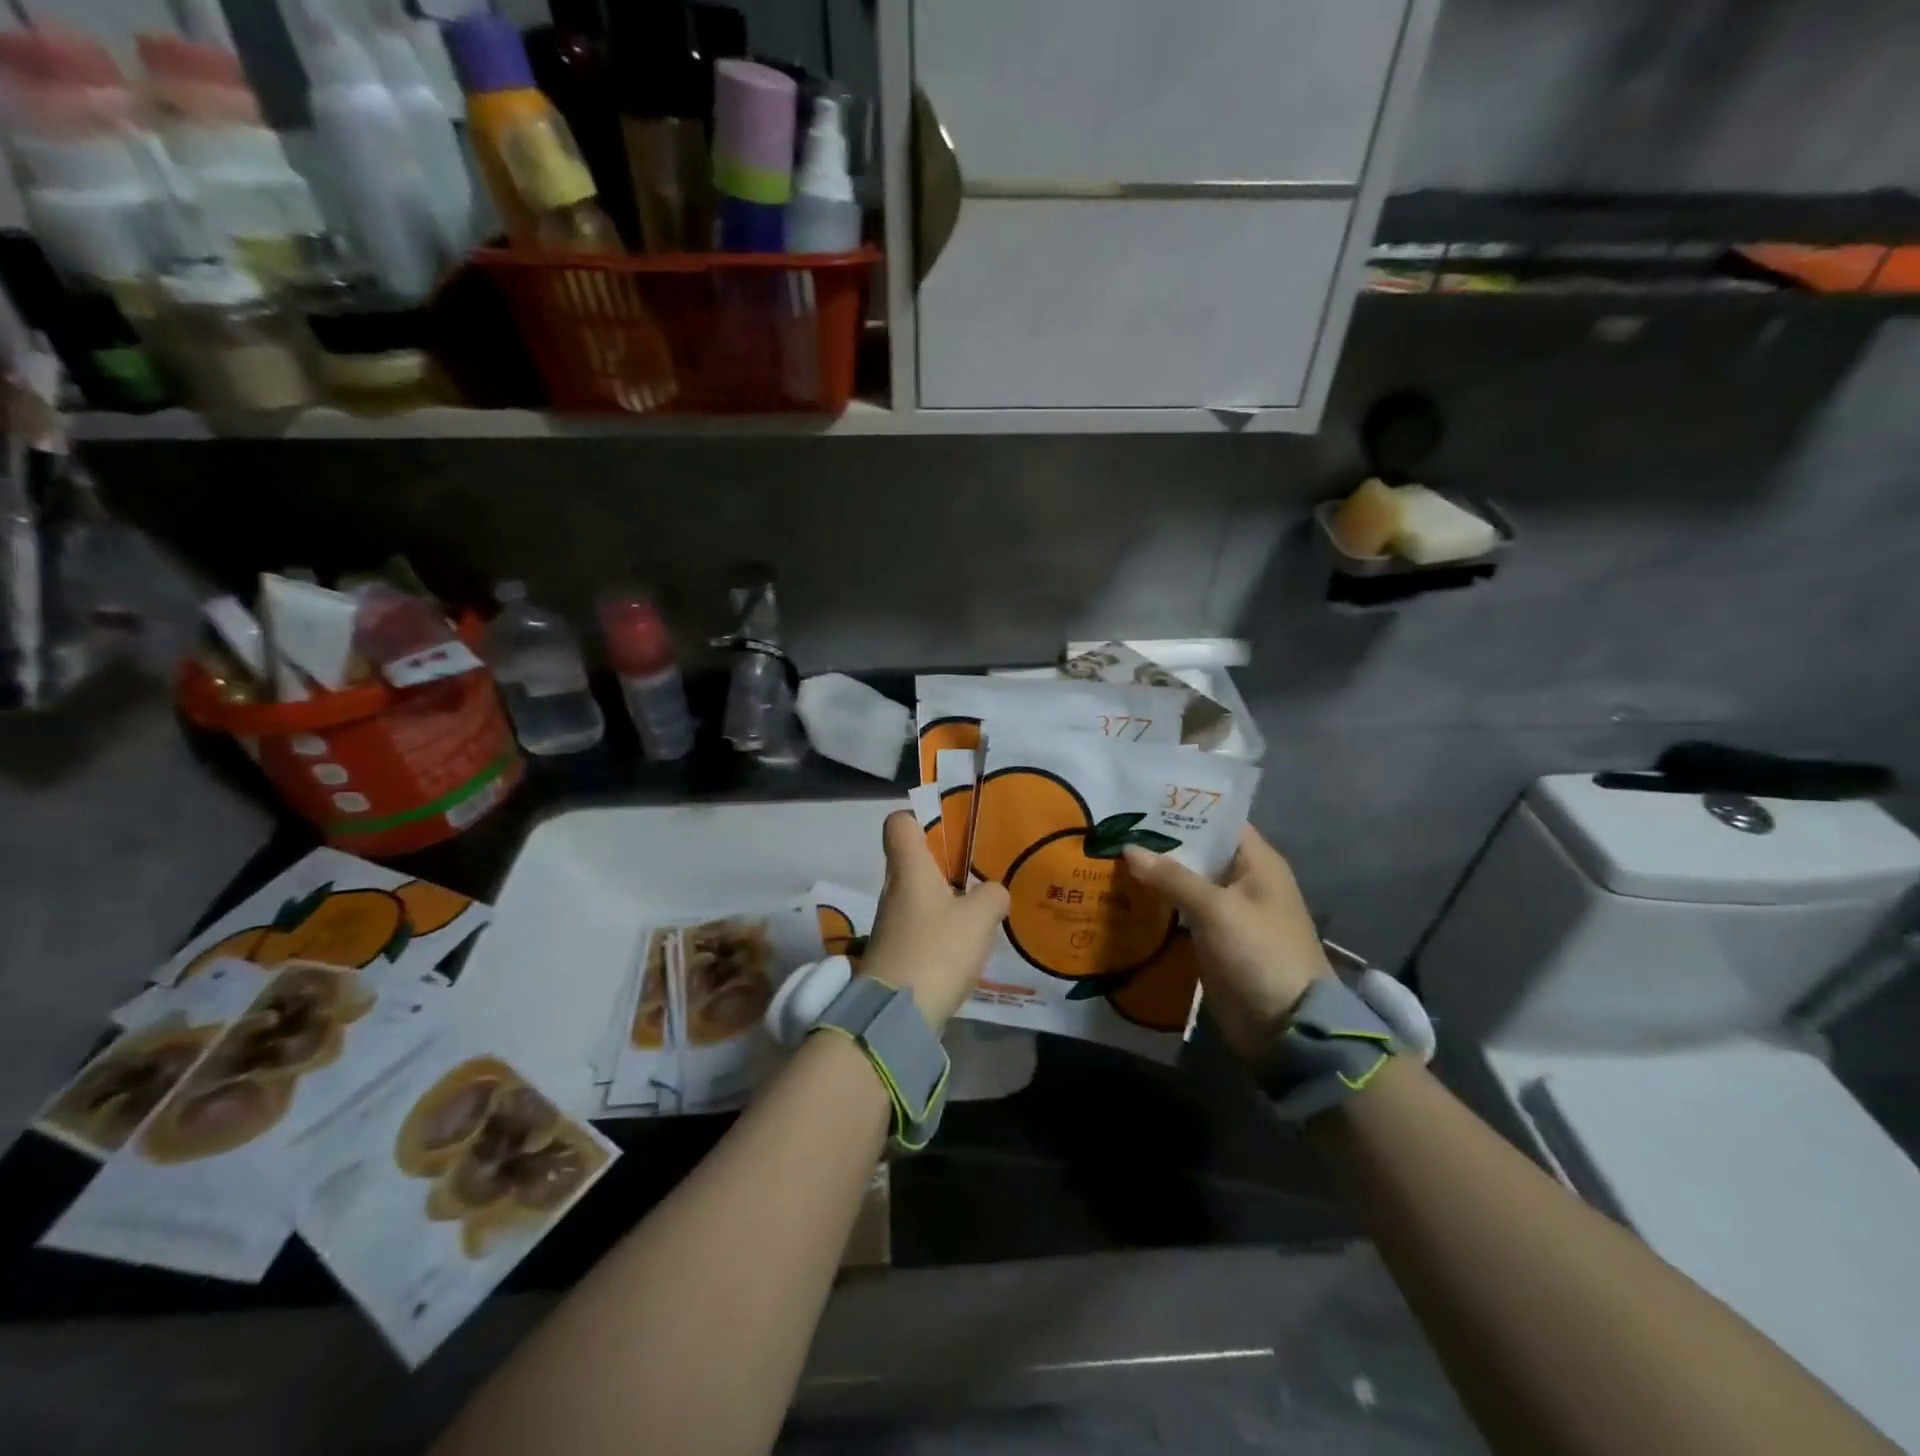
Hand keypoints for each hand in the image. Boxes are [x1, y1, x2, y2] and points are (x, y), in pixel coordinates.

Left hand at [859, 811, 1009, 1030]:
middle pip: (913, 861)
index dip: (919, 818)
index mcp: (909, 869)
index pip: (898, 823)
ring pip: (919, 897)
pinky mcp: (896, 954)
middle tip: (979, 874)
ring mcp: (891, 924)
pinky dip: (941, 932)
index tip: (948, 830)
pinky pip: (921, 928)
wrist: (897, 1015)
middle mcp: (894, 890)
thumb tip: (993, 892)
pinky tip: (967, 946)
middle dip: (945, 864)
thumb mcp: (979, 917)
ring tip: (981, 912)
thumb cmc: (937, 950)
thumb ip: (992, 895)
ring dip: (946, 901)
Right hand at [1122, 827, 1331, 1063]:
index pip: (1217, 821)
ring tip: (1108, 859)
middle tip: (1112, 830)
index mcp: (1257, 862)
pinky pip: (1182, 913)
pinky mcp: (1214, 940)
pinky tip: (1124, 899)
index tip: (1138, 802)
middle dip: (1159, 844)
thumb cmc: (1259, 954)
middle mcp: (1243, 881)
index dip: (1181, 810)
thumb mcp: (1216, 909)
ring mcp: (1229, 913)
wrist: (1286, 1028)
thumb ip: (1172, 877)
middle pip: (1198, 851)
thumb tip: (1129, 848)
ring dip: (1155, 876)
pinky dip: (1159, 907)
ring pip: (1186, 884)